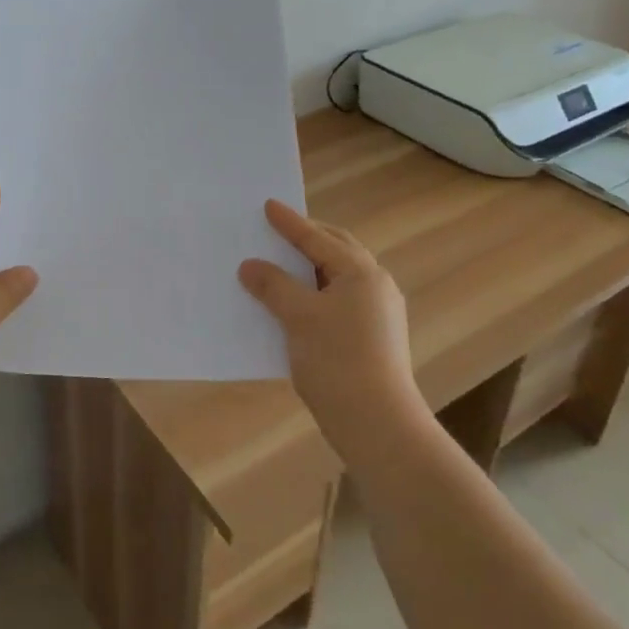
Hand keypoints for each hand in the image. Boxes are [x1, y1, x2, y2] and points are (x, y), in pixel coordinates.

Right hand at [238, 200, 421, 460]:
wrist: (377, 423)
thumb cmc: (337, 361)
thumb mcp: (299, 317)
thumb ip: (273, 286)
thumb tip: (249, 266)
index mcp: (361, 273)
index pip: (318, 239)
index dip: (290, 223)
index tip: (268, 205)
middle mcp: (375, 285)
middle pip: (337, 250)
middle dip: (308, 239)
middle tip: (279, 230)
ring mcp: (379, 313)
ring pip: (339, 277)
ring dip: (311, 268)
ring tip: (283, 265)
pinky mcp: (374, 337)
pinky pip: (340, 300)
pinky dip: (317, 293)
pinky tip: (296, 305)